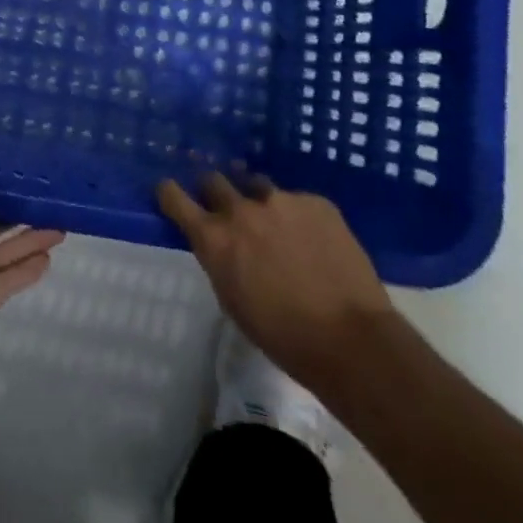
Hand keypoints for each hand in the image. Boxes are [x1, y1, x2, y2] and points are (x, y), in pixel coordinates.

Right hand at [158, 171, 393, 395]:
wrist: (353, 341)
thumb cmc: (283, 336)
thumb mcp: (232, 299)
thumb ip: (219, 260)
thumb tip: (220, 245)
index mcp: (213, 238)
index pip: (173, 196)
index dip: (170, 193)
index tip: (172, 194)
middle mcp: (240, 210)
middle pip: (213, 180)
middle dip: (215, 192)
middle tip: (228, 210)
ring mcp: (280, 201)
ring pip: (257, 185)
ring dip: (259, 201)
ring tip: (277, 224)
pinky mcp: (316, 202)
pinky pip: (298, 201)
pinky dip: (299, 216)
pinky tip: (315, 241)